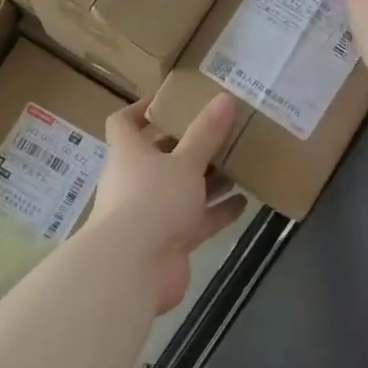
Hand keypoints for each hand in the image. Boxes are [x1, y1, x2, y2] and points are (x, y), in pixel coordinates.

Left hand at [88, 94, 249, 313]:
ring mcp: (151, 213)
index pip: (123, 123)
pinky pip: (196, 220)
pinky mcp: (169, 241)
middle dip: (189, 146)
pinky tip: (245, 202)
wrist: (133, 269)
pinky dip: (217, 212)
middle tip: (221, 131)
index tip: (169, 100)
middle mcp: (135, 180)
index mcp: (128, 152)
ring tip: (239, 163)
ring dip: (208, 179)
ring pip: (182, 189)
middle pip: (160, 156)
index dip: (141, 109)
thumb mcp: (184, 162)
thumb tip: (225, 98)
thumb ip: (206, 133)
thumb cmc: (152, 200)